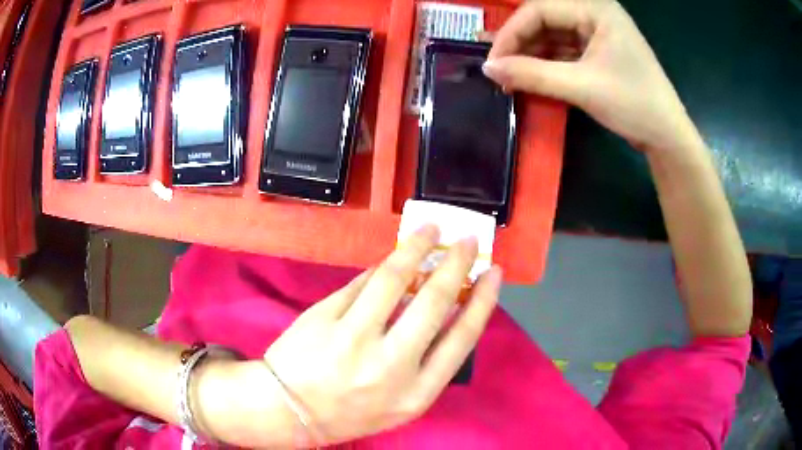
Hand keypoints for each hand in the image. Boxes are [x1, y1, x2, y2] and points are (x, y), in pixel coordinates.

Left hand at [261, 225, 501, 445]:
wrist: (291, 411)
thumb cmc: (352, 411)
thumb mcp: (401, 402)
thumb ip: (427, 362)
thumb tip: (441, 303)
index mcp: (416, 393)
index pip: (462, 338)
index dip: (483, 300)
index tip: (494, 273)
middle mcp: (390, 366)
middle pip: (434, 301)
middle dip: (456, 264)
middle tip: (467, 241)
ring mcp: (352, 339)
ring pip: (393, 279)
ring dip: (417, 248)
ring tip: (430, 231)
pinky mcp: (323, 318)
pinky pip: (360, 282)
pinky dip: (380, 267)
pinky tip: (393, 259)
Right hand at [482, 0, 700, 152]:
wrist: (668, 137)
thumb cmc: (634, 104)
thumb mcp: (582, 87)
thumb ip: (532, 75)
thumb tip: (488, 69)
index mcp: (596, 9)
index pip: (539, 10)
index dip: (511, 34)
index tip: (493, 64)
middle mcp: (595, 13)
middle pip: (544, 19)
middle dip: (519, 43)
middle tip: (497, 69)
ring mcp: (598, 32)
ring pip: (552, 35)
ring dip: (530, 55)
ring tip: (509, 76)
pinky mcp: (599, 51)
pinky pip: (564, 50)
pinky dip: (546, 64)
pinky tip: (531, 77)